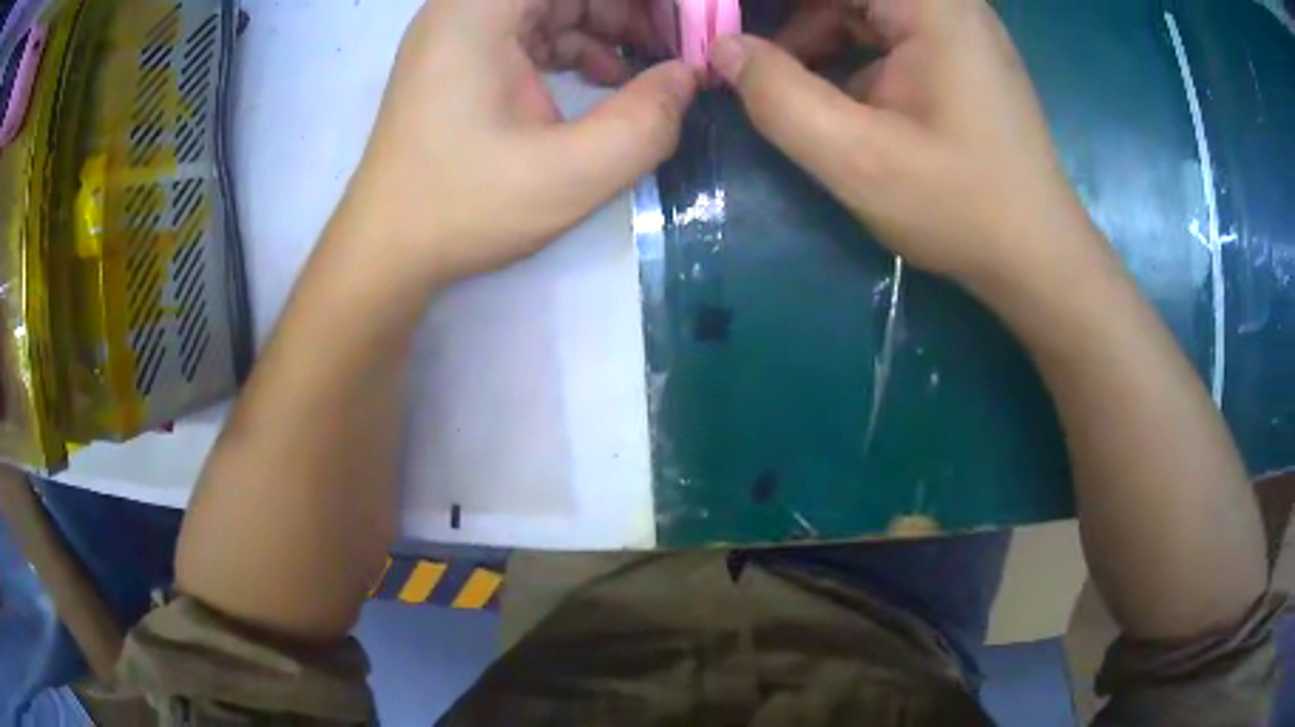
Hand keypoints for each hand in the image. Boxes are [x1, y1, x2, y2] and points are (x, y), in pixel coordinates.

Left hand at [347, 0, 697, 287]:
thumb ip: (646, 122)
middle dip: (631, 8)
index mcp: (480, 11)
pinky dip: (575, 43)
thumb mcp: (569, 174)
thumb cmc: (462, 208)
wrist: (387, 249)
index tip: (686, 20)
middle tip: (679, 43)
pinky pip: (532, 28)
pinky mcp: (462, 56)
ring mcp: (460, 31)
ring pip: (553, 2)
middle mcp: (466, 7)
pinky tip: (605, 78)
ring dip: (609, 22)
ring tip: (653, 63)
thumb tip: (687, 76)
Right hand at [709, 0, 1098, 291]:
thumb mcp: (857, 159)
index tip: (730, 30)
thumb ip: (779, 97)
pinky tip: (836, 94)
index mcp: (931, 5)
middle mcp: (948, 3)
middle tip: (749, 57)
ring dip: (816, 34)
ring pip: (863, 7)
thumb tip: (723, 50)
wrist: (1037, 256)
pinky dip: (850, 51)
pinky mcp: (960, 55)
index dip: (774, 7)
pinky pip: (887, 31)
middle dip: (792, 19)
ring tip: (783, 79)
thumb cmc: (960, 207)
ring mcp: (958, 27)